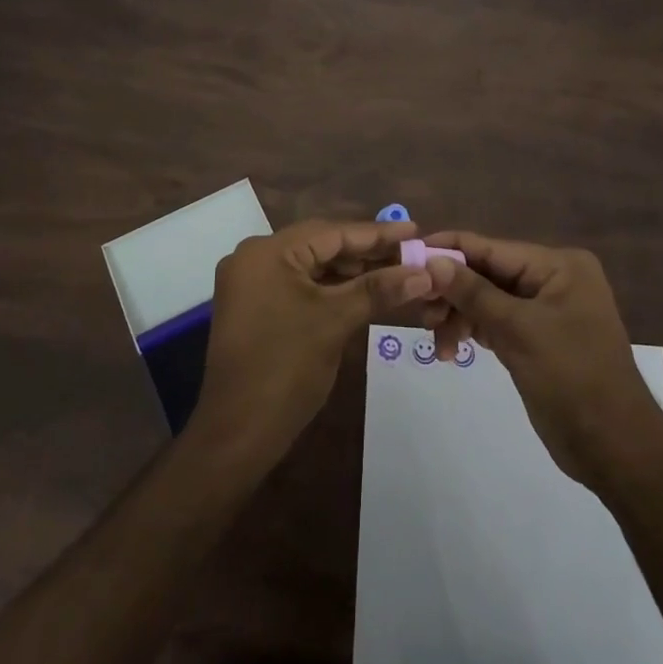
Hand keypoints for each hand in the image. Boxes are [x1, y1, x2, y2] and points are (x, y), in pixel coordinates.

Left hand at [192, 219, 428, 462]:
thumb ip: (378, 289)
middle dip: (365, 252)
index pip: (331, 232)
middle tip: (409, 254)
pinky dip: (330, 288)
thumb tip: (424, 272)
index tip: (414, 230)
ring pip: (311, 267)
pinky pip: (299, 286)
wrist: (237, 432)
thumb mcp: (336, 321)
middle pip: (320, 245)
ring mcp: (251, 284)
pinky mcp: (254, 307)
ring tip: (394, 272)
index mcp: (268, 252)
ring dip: (350, 272)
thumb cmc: (286, 368)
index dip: (376, 234)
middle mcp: (254, 258)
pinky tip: (362, 292)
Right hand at [420, 232, 662, 490]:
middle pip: (487, 273)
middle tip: (421, 315)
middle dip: (452, 292)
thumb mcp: (518, 331)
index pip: (491, 247)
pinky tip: (453, 350)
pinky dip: (474, 332)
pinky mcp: (538, 338)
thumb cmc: (572, 378)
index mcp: (558, 265)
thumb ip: (472, 292)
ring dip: (459, 318)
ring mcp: (546, 310)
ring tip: (441, 347)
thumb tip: (430, 260)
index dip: (448, 251)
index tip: (407, 257)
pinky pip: (497, 322)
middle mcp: (553, 279)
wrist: (615, 449)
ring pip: (487, 300)